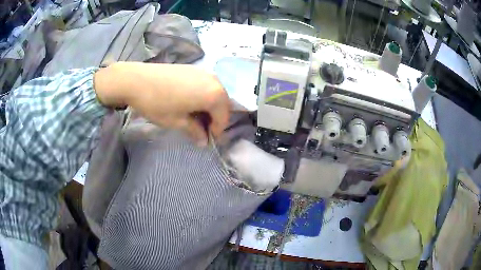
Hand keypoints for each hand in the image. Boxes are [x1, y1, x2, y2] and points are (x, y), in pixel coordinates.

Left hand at [94, 62, 229, 145]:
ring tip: (195, 116)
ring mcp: (204, 72)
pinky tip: (190, 102)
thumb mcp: (177, 122)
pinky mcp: (194, 68)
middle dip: (215, 118)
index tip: (207, 140)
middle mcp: (215, 80)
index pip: (223, 118)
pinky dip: (203, 96)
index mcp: (214, 95)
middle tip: (202, 129)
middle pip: (222, 104)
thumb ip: (195, 131)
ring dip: (209, 107)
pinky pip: (206, 85)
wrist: (137, 80)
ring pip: (215, 93)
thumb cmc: (158, 104)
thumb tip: (204, 141)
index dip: (216, 131)